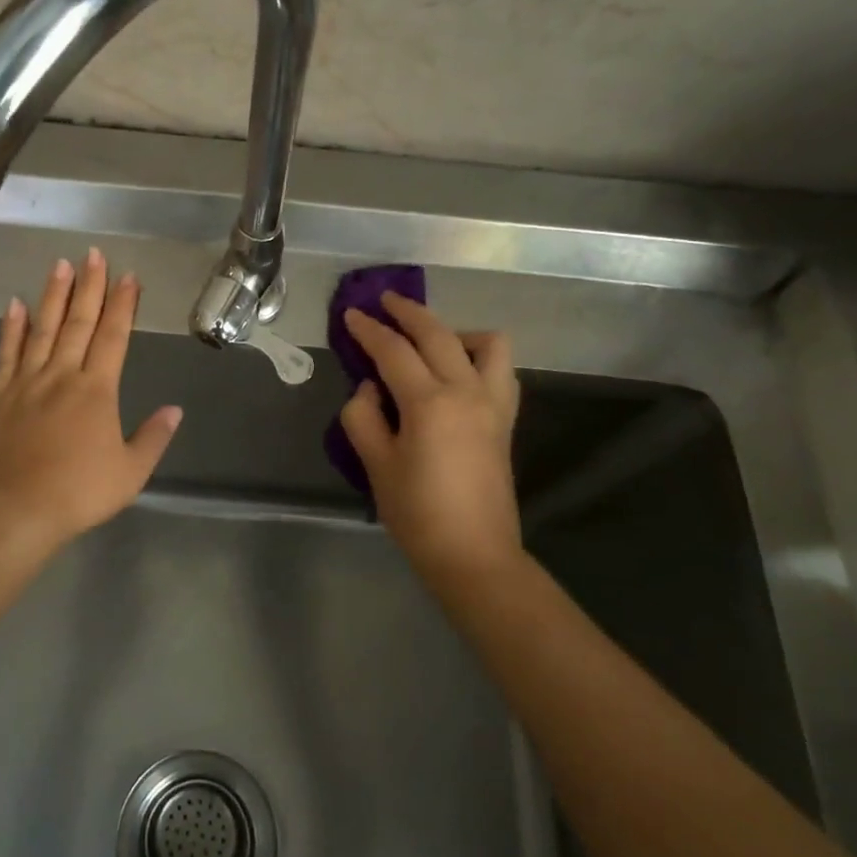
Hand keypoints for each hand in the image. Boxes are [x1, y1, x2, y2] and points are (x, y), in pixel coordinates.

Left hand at [0, 250, 181, 551]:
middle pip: (78, 322)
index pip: (113, 336)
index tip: (128, 276)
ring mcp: (27, 382)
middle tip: (94, 254)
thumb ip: (153, 438)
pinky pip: (8, 353)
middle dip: (90, 286)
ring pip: (43, 329)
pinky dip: (13, 327)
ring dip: (53, 295)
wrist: (16, 511)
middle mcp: (62, 376)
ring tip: (60, 264)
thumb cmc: (79, 493)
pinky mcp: (1, 396)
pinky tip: (16, 304)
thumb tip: (175, 410)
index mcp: (97, 390)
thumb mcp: (130, 472)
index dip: (123, 305)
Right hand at [340, 292, 524, 588]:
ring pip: (485, 343)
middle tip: (384, 302)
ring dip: (454, 330)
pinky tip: (458, 370)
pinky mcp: (506, 420)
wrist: (473, 554)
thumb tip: (370, 388)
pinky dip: (480, 356)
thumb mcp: (375, 465)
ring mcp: (493, 404)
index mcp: (429, 402)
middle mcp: (466, 391)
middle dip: (408, 312)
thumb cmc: (417, 514)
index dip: (368, 329)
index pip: (393, 351)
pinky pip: (501, 370)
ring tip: (429, 341)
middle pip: (437, 334)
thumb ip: (363, 417)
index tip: (351, 313)